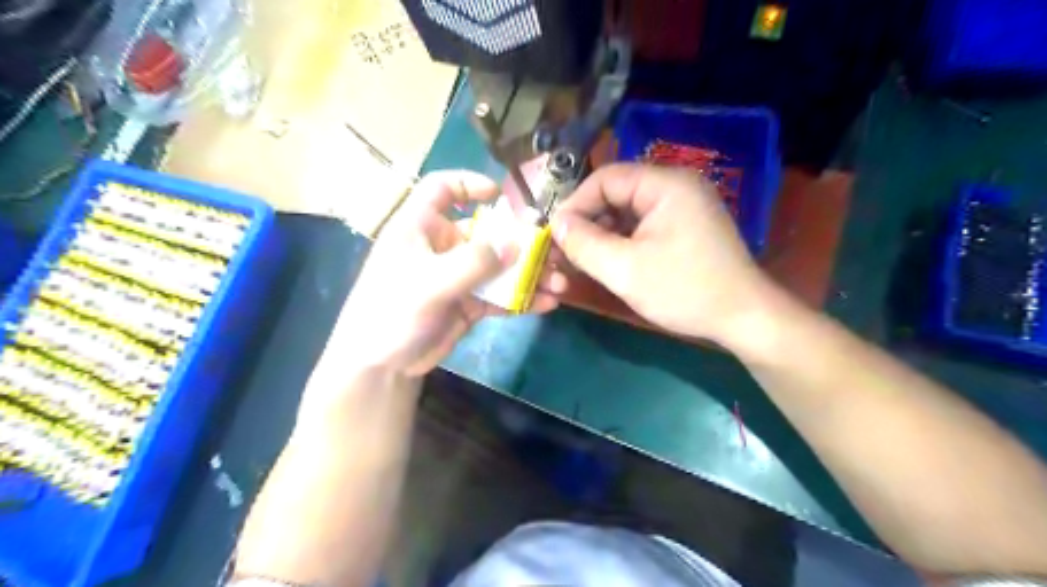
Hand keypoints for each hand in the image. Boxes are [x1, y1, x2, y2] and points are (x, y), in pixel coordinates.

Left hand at [334, 171, 564, 377]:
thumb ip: (475, 262)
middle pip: (486, 232)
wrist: (382, 365)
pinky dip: (522, 298)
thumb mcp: (431, 281)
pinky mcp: (468, 303)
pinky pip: (500, 295)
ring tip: (558, 284)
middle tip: (553, 252)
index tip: (500, 196)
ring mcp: (457, 276)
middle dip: (521, 242)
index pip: (441, 189)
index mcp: (420, 227)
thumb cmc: (393, 310)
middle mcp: (441, 246)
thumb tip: (517, 245)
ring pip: (499, 266)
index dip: (469, 184)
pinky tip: (546, 304)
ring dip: (529, 274)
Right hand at [549, 162, 776, 346]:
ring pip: (628, 210)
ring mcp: (684, 205)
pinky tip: (611, 261)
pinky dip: (623, 240)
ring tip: (585, 260)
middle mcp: (676, 186)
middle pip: (617, 193)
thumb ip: (584, 244)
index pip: (606, 178)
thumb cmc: (684, 290)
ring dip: (603, 233)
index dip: (575, 204)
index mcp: (666, 184)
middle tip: (566, 251)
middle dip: (589, 221)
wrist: (743, 317)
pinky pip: (644, 224)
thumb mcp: (625, 270)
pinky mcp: (686, 225)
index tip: (555, 234)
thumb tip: (557, 224)